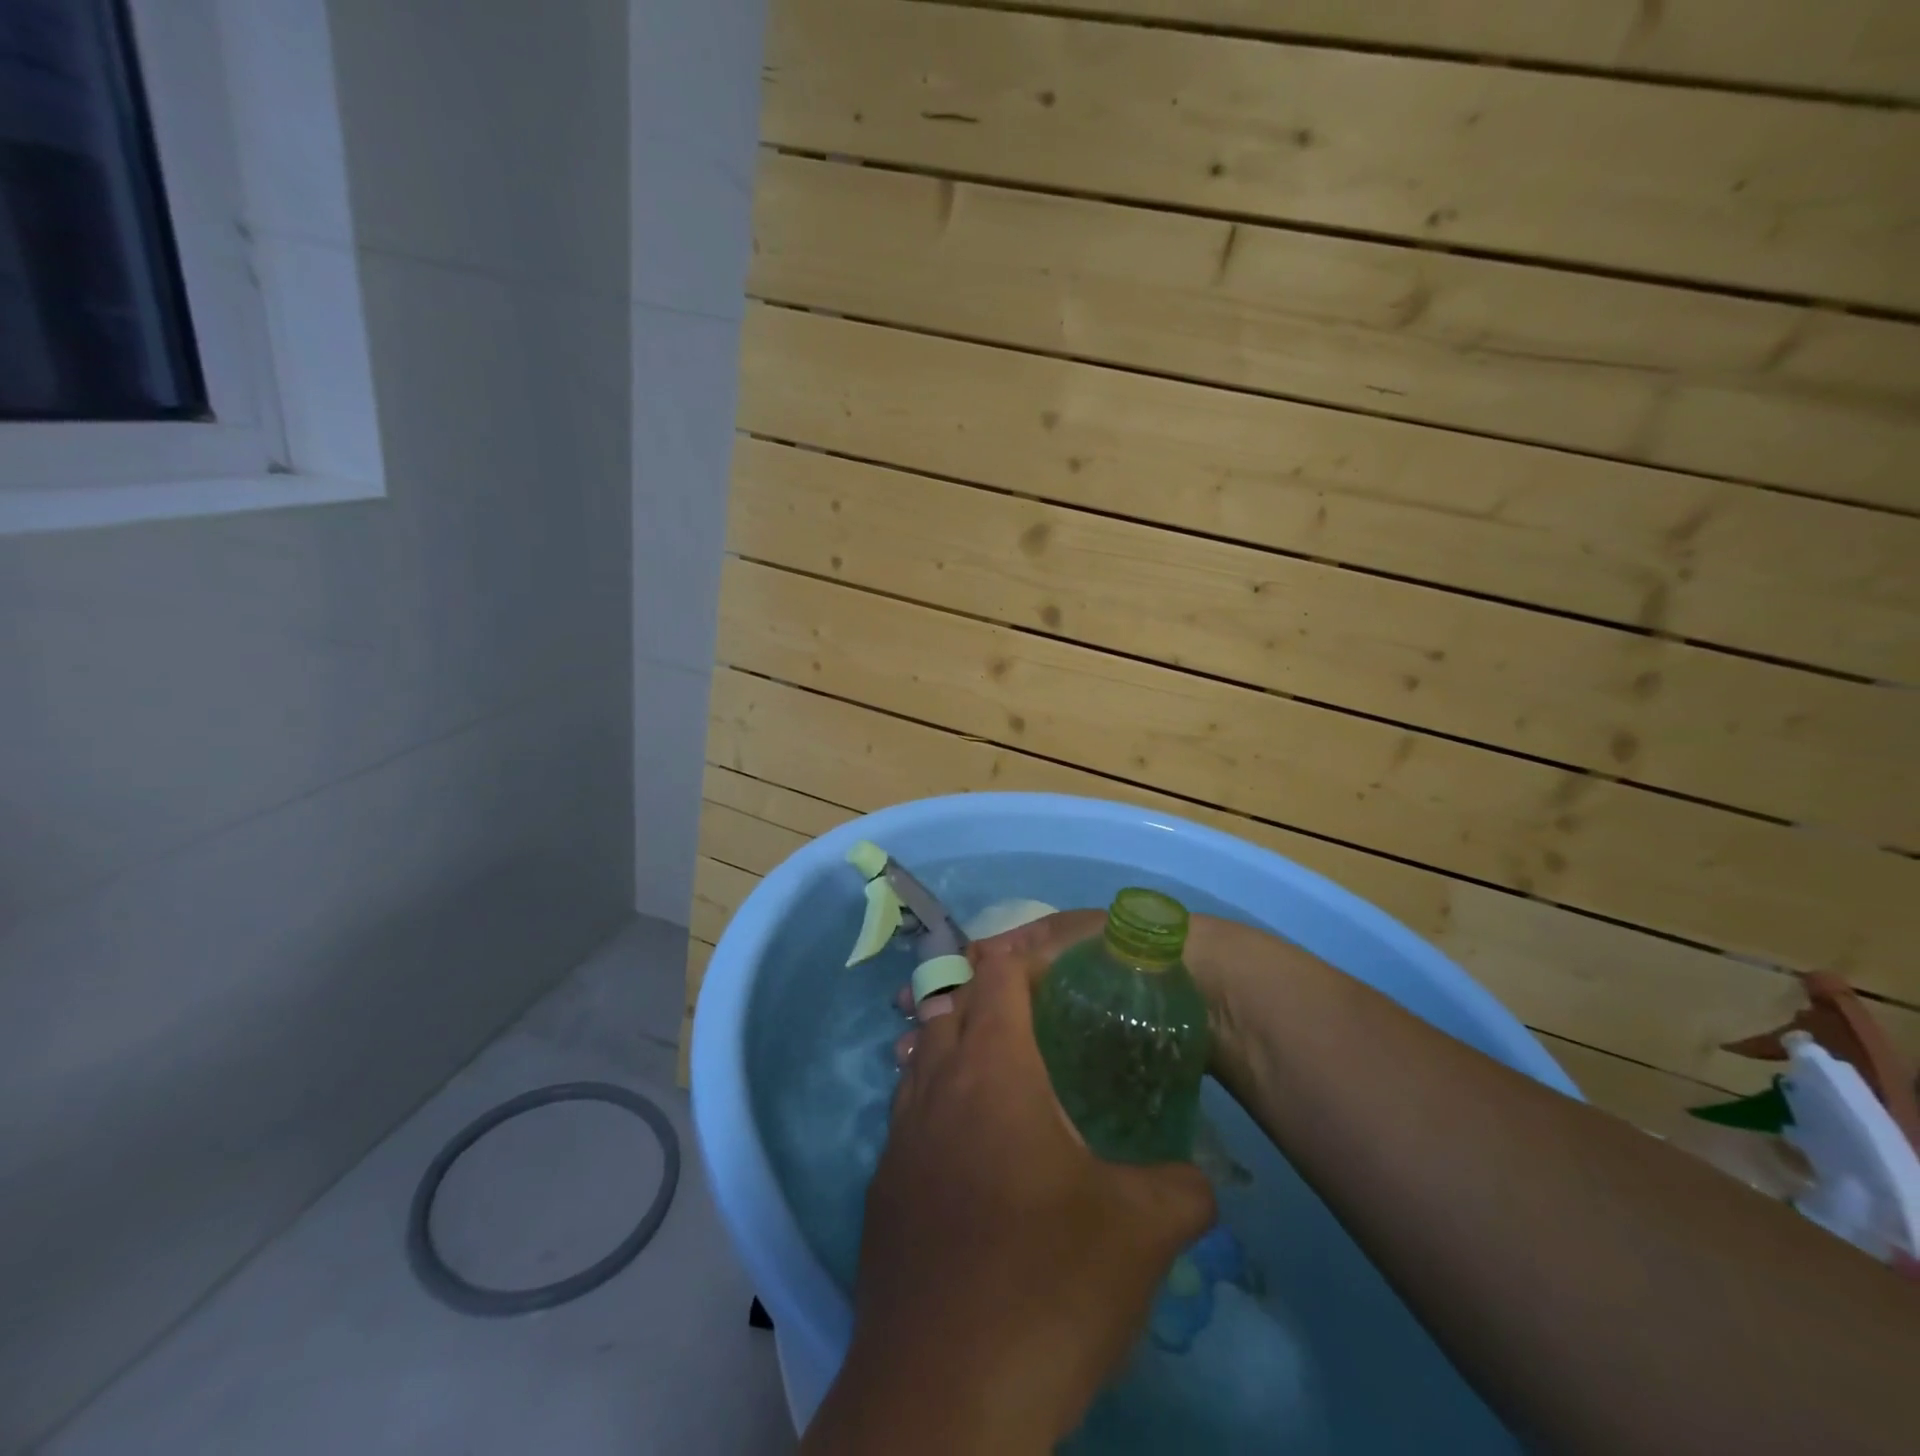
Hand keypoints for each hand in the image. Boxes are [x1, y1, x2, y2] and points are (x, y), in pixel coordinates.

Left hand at [812, 917, 1215, 1452]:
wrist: (943, 1399)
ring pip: (920, 1059)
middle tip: (1032, 1016)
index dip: (1021, 956)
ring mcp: (898, 1139)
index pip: (996, 976)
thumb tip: (1199, 1180)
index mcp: (993, 1070)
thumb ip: (1182, 1188)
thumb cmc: (1047, 1286)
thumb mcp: (1141, 1234)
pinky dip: (933, 1105)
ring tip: (997, 1069)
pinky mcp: (882, 1191)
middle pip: (949, 1007)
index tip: (1053, 964)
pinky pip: (906, 1117)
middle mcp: (936, 1087)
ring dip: (951, 1047)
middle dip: (984, 995)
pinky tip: (967, 1150)